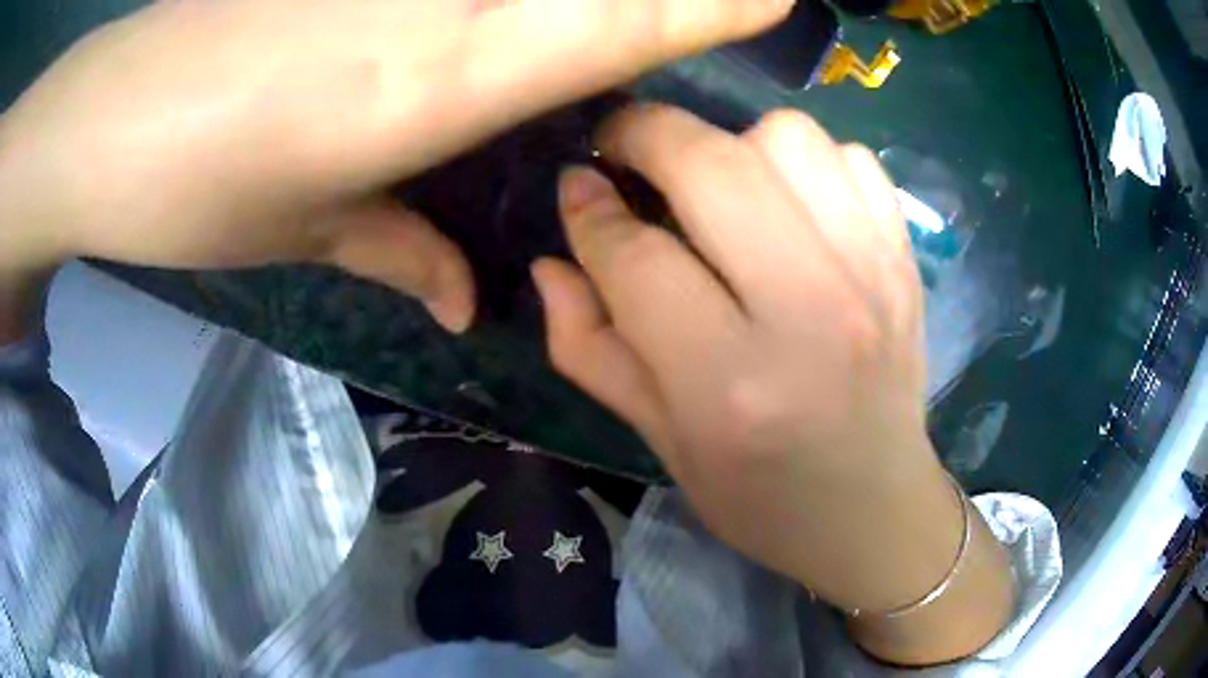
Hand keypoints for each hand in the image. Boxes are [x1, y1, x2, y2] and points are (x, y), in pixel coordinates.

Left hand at [0, 0, 788, 332]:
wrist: (103, 121)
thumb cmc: (190, 186)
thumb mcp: (298, 233)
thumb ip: (397, 254)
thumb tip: (459, 305)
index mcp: (441, 77)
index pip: (617, 25)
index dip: (708, 6)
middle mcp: (439, 2)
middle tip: (702, 10)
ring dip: (559, 7)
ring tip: (556, 47)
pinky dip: (485, 4)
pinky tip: (475, 16)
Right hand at [534, 105, 1011, 663]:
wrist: (874, 510)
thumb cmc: (759, 496)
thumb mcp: (659, 440)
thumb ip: (590, 347)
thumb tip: (551, 260)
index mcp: (730, 385)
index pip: (636, 256)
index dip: (590, 212)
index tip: (576, 188)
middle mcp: (809, 314)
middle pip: (711, 165)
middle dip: (645, 134)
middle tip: (625, 148)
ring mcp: (871, 276)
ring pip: (788, 137)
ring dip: (733, 142)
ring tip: (721, 184)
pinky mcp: (904, 260)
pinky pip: (852, 157)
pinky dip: (807, 160)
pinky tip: (791, 204)